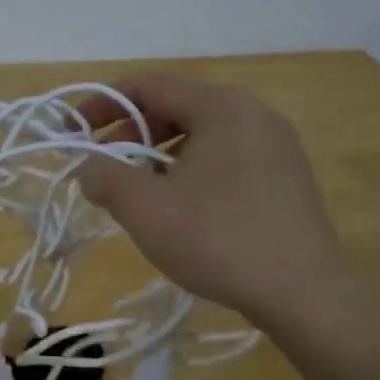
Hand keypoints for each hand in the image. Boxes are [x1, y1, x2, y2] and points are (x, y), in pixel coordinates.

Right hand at [76, 75, 354, 335]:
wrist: (305, 294)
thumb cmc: (218, 239)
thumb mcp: (145, 208)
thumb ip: (105, 177)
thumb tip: (87, 167)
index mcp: (222, 107)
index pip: (150, 85)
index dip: (103, 103)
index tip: (73, 130)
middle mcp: (253, 115)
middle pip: (178, 105)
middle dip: (132, 131)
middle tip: (105, 164)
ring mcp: (276, 146)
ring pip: (202, 134)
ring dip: (160, 154)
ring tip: (139, 189)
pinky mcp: (286, 178)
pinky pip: (226, 157)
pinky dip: (191, 169)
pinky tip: (181, 206)